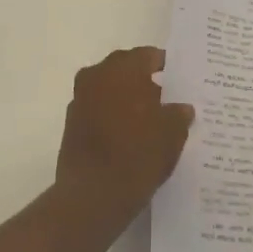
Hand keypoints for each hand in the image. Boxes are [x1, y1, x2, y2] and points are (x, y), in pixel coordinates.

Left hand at [57, 48, 193, 217]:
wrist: (93, 195)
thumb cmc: (138, 153)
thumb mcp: (172, 133)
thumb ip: (178, 114)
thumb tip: (182, 108)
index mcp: (123, 68)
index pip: (149, 56)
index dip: (166, 66)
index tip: (179, 80)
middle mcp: (97, 75)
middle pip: (126, 70)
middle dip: (144, 82)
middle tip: (166, 100)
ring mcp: (80, 99)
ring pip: (109, 90)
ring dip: (126, 100)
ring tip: (149, 121)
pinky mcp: (71, 124)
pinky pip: (98, 110)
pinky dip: (112, 117)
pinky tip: (128, 137)